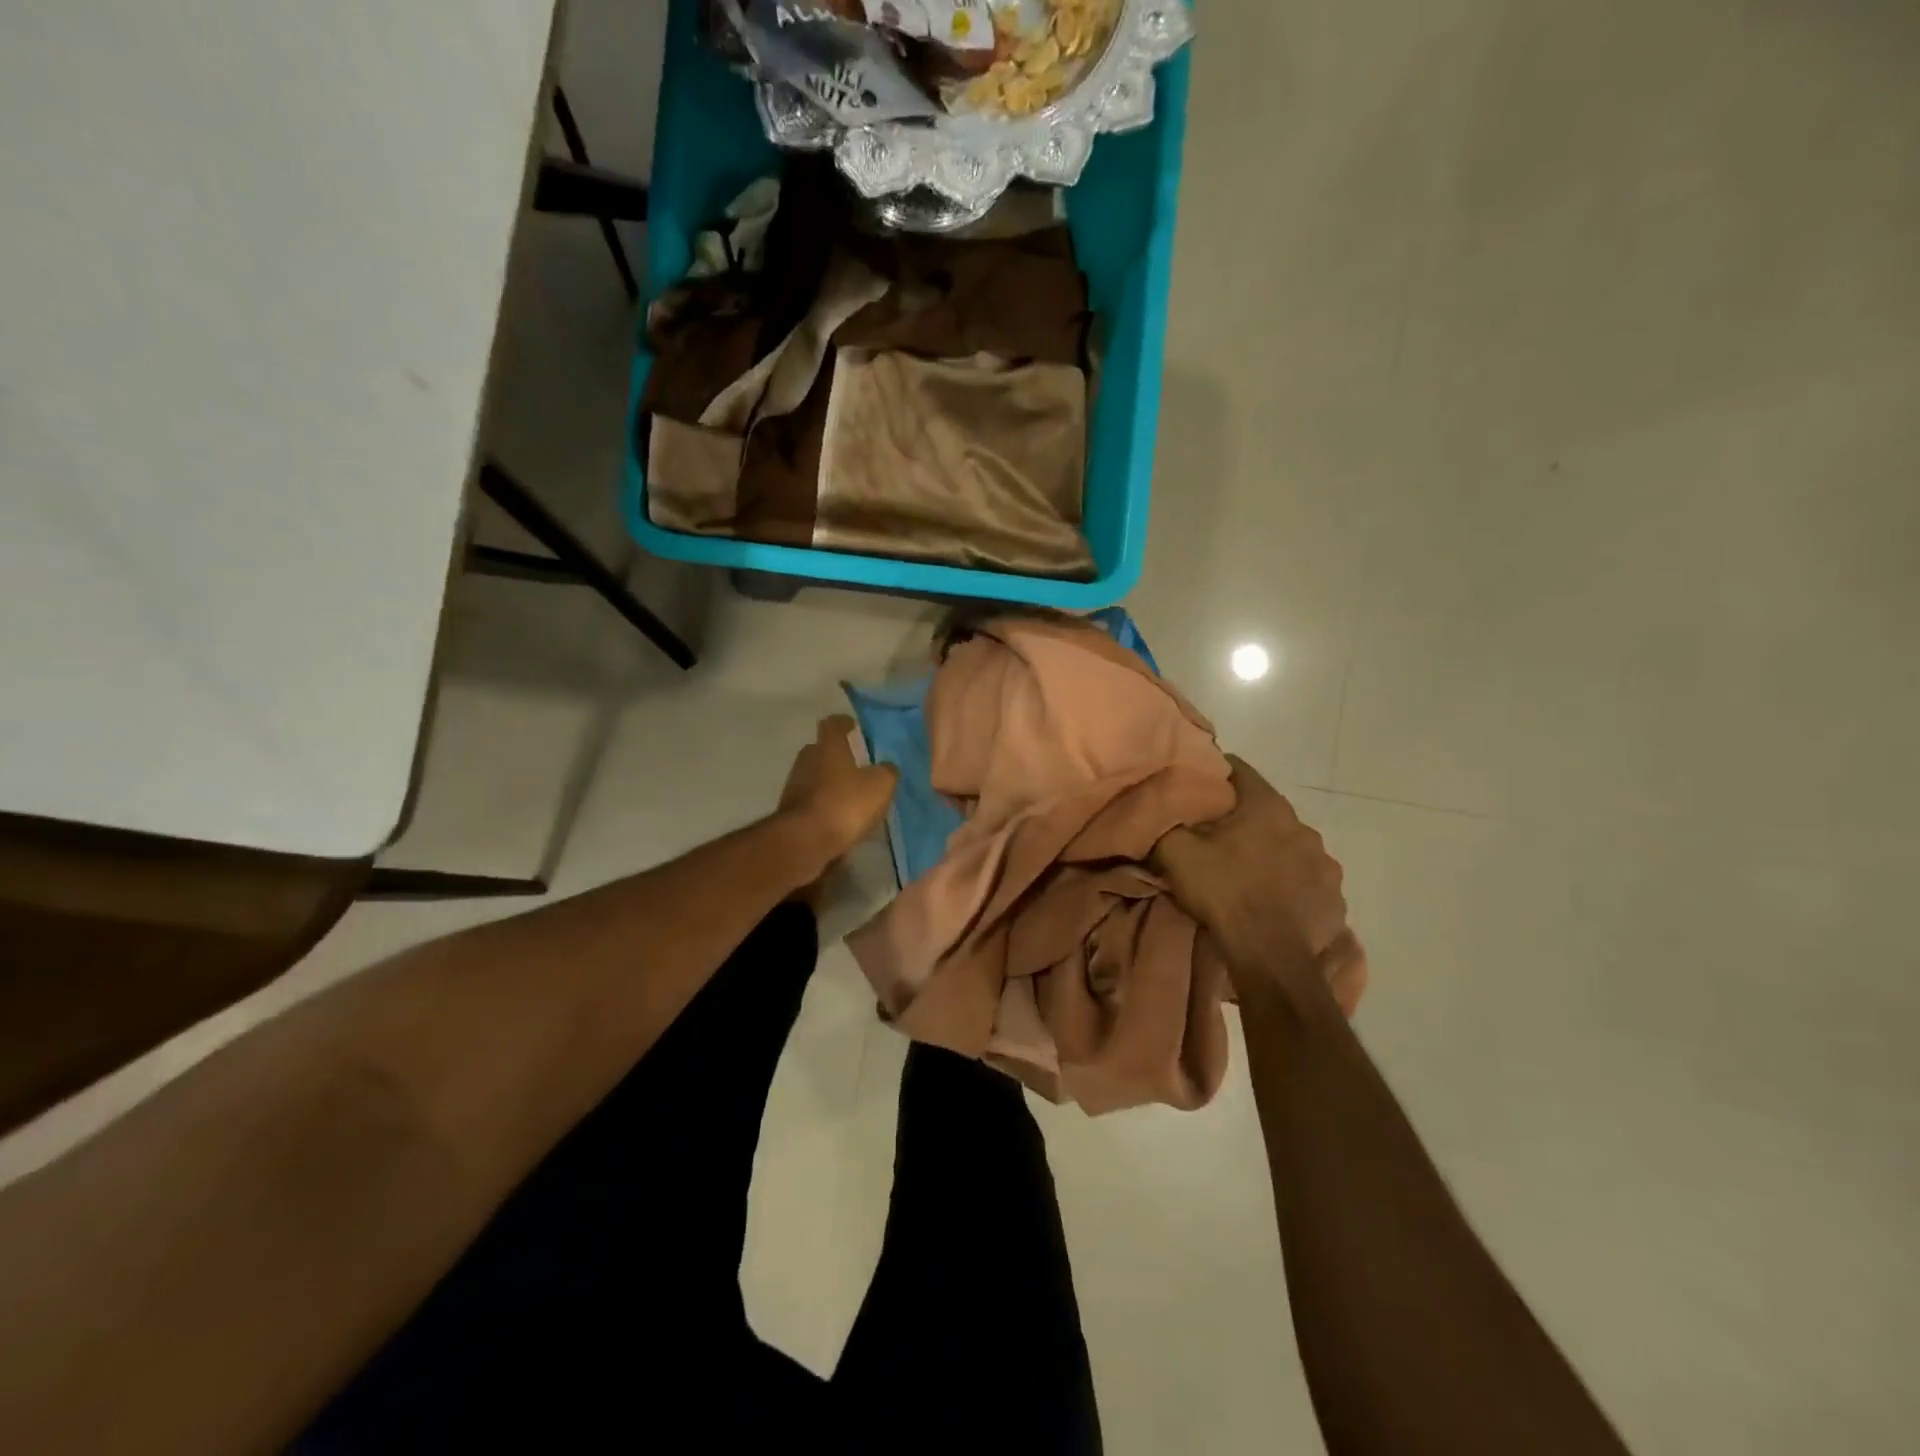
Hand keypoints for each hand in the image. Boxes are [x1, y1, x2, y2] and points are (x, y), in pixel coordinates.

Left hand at [778, 715, 898, 877]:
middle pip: (820, 750)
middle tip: (855, 763)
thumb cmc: (845, 804)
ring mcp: (794, 786)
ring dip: (829, 782)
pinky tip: (837, 817)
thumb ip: (887, 772)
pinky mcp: (790, 811)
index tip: (853, 725)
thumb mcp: (880, 786)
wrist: (804, 841)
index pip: (833, 724)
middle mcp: (807, 760)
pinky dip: (823, 804)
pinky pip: (810, 800)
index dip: (844, 723)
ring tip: (849, 794)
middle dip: (836, 755)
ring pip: (814, 776)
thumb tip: (887, 767)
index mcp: (828, 747)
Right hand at [1155, 757, 1366, 1013]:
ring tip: (1245, 872)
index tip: (1195, 790)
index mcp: (1266, 805)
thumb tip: (1159, 808)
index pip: (1237, 768)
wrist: (1269, 956)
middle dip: (1241, 818)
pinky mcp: (1334, 895)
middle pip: (1263, 809)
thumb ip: (1166, 822)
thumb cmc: (1223, 893)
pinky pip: (1307, 878)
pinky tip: (1272, 899)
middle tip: (1214, 838)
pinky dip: (1290, 882)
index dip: (1212, 775)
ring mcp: (1324, 861)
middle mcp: (1302, 825)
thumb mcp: (1176, 853)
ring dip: (1269, 851)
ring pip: (1288, 844)